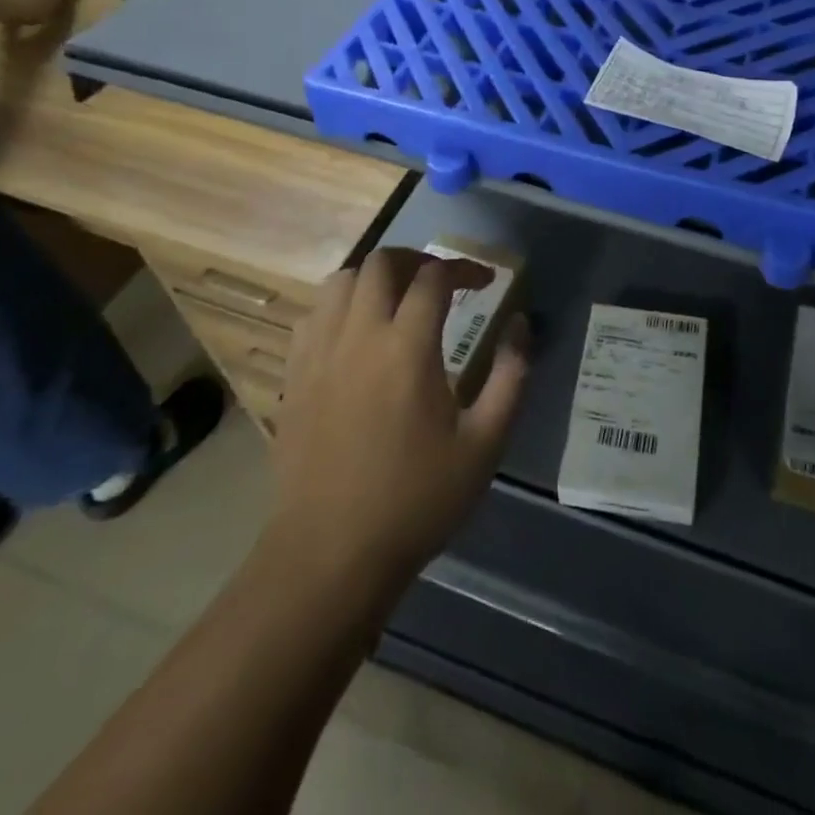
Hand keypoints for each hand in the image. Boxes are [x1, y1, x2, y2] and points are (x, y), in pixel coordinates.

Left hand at [264, 249, 530, 592]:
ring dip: (375, 276)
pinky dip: (340, 305)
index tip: (485, 283)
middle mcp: (358, 335)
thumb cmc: (416, 499)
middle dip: (417, 259)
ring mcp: (319, 353)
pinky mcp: (294, 375)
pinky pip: (313, 315)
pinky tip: (356, 333)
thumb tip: (520, 325)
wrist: (330, 555)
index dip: (465, 268)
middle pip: (382, 262)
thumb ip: (511, 375)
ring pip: (341, 280)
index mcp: (407, 347)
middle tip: (441, 282)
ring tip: (398, 300)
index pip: (434, 277)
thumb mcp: (485, 443)